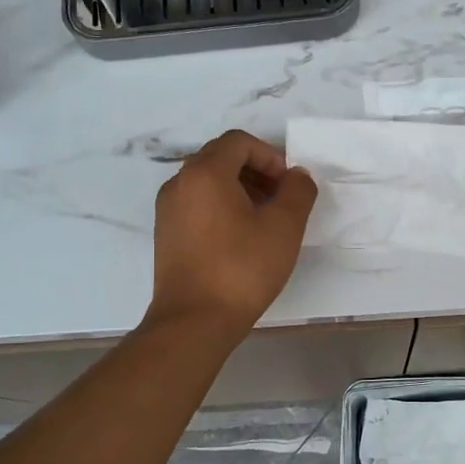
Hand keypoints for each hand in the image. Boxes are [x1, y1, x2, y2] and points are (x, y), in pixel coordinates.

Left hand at [148, 129, 316, 336]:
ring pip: (207, 182)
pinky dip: (221, 207)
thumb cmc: (242, 269)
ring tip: (265, 220)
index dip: (270, 156)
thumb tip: (297, 176)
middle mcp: (179, 183)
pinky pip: (197, 204)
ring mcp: (168, 210)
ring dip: (240, 189)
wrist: (194, 321)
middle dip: (256, 171)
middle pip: (221, 158)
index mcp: (204, 173)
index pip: (239, 142)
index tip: (288, 186)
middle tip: (281, 200)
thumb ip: (297, 192)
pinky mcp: (167, 234)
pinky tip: (241, 238)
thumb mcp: (283, 227)